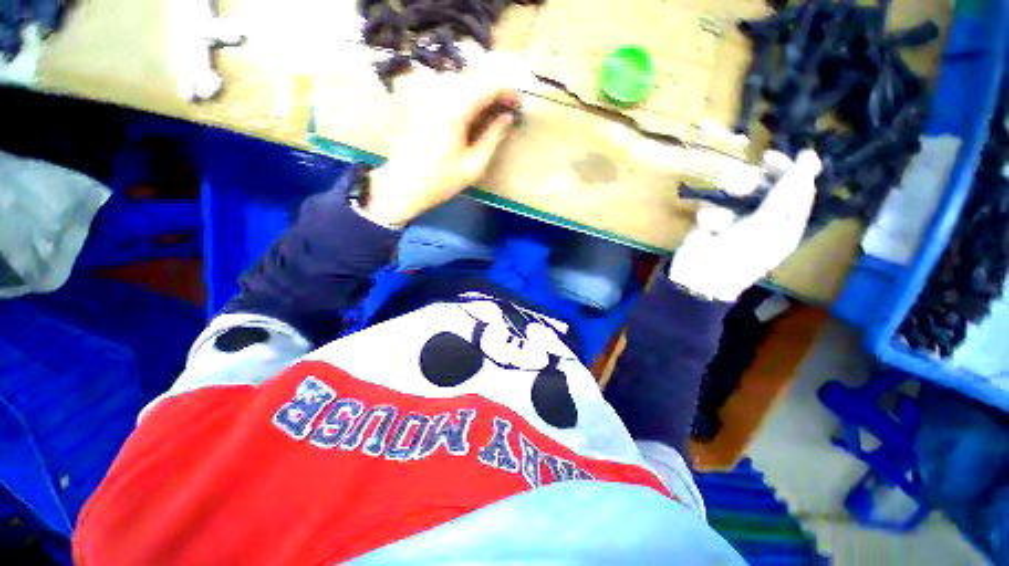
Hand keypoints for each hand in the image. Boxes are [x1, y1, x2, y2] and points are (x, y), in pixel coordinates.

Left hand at [362, 55, 521, 226]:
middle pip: (474, 75)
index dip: (507, 90)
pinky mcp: (412, 91)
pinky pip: (443, 83)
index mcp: (453, 110)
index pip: (488, 83)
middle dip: (493, 89)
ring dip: (476, 90)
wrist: (402, 184)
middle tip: (502, 110)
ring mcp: (421, 87)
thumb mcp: (474, 166)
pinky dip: (458, 93)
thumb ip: (493, 137)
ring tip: (485, 113)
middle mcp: (436, 90)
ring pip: (459, 77)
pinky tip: (462, 112)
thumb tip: (507, 117)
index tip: (517, 105)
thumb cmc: (440, 181)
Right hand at [668, 150, 821, 301]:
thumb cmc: (739, 255)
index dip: (788, 171)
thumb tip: (810, 156)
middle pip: (766, 187)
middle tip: (744, 176)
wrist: (699, 278)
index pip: (797, 190)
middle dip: (754, 180)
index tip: (772, 158)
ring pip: (737, 195)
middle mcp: (765, 219)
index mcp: (787, 223)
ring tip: (724, 201)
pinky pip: (714, 210)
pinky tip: (707, 230)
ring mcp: (737, 222)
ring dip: (729, 199)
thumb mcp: (768, 223)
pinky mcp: (713, 225)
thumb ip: (787, 191)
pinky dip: (710, 217)